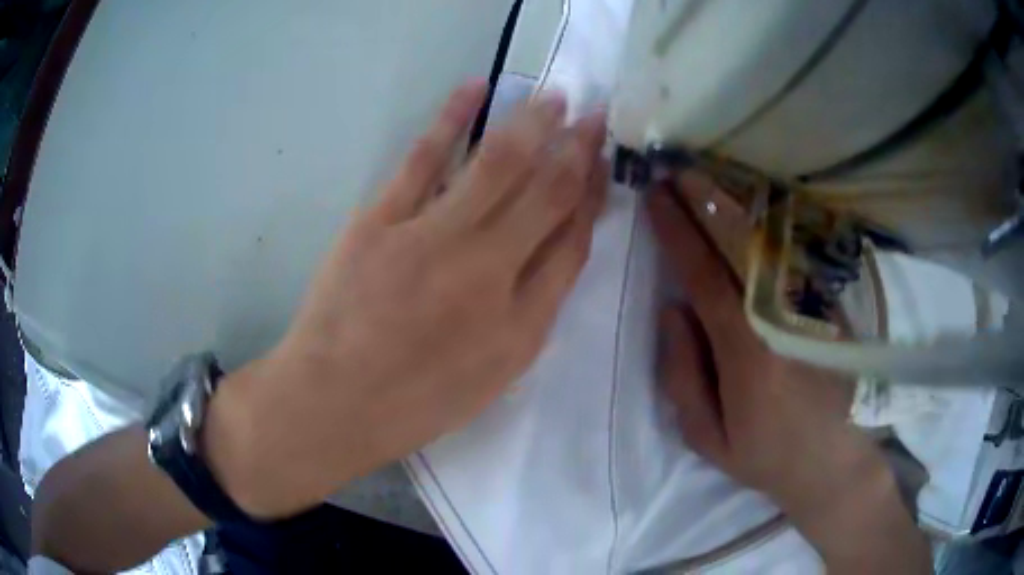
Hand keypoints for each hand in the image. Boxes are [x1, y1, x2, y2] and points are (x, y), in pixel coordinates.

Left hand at [206, 80, 608, 517]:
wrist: (334, 403)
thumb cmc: (416, 402)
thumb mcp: (493, 377)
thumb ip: (532, 314)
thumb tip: (556, 253)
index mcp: (522, 321)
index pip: (573, 241)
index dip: (592, 196)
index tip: (600, 164)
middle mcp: (488, 271)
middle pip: (547, 193)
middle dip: (578, 148)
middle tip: (593, 114)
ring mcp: (431, 239)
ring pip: (497, 165)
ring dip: (532, 123)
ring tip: (554, 95)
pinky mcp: (380, 221)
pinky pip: (423, 158)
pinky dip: (452, 118)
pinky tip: (476, 88)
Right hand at [650, 177, 928, 571]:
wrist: (834, 461)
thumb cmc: (766, 454)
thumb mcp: (707, 436)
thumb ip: (682, 375)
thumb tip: (672, 309)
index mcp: (746, 352)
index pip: (704, 275)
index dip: (678, 231)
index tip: (656, 197)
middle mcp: (781, 317)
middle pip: (739, 245)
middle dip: (705, 202)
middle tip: (676, 170)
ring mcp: (811, 307)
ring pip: (770, 241)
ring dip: (735, 204)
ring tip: (705, 178)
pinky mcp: (830, 306)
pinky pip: (794, 254)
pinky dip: (769, 224)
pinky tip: (750, 207)